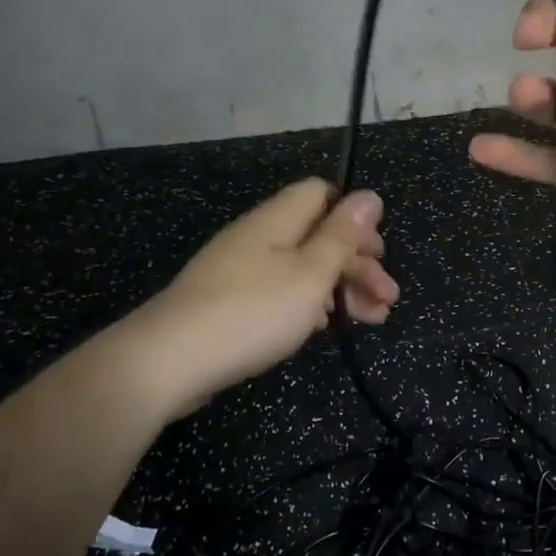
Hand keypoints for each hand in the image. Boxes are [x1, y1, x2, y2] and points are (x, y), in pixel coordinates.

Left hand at [115, 180, 397, 417]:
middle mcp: (259, 237)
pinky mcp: (230, 302)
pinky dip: (310, 305)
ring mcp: (240, 270)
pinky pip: (281, 291)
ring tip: (372, 320)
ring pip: (303, 267)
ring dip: (341, 288)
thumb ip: (342, 235)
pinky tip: (324, 328)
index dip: (354, 218)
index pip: (322, 193)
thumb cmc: (252, 312)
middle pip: (318, 234)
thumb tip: (370, 196)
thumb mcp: (310, 273)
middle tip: (387, 298)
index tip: (378, 253)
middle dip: (358, 263)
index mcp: (278, 221)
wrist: (168, 361)